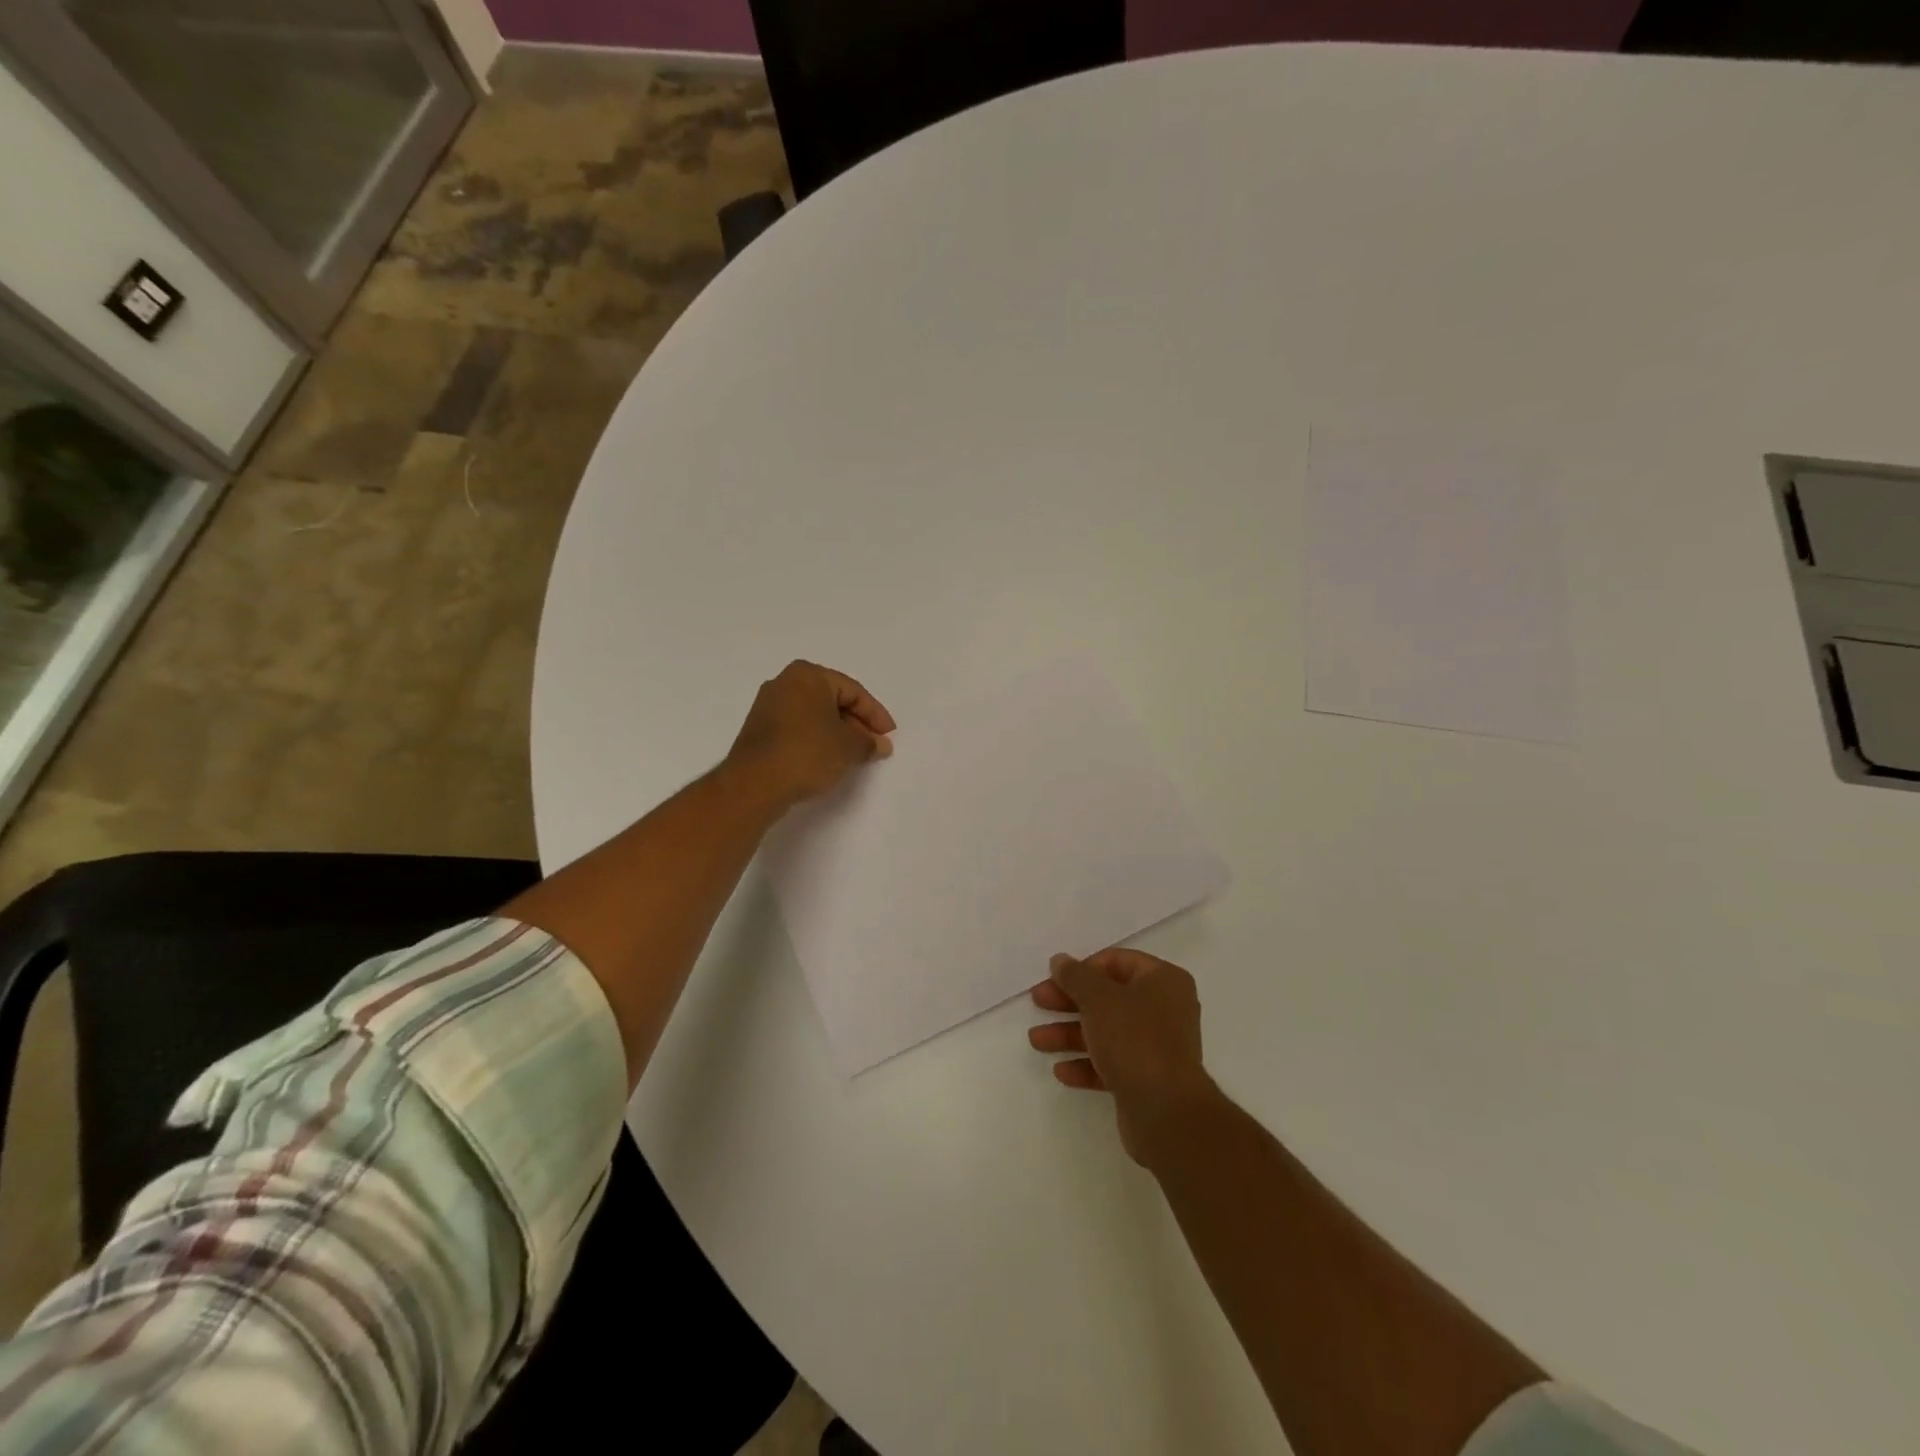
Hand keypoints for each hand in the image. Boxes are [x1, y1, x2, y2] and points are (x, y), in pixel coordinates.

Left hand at [725, 660, 895, 808]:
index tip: (889, 736)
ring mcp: (768, 706)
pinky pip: (798, 727)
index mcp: (808, 675)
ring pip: (814, 715)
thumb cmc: (807, 753)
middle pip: (833, 700)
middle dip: (856, 724)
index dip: (875, 715)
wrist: (755, 784)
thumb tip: (881, 745)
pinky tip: (827, 758)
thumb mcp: (849, 747)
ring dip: (837, 733)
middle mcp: (785, 683)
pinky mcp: (759, 729)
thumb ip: (869, 742)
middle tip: (873, 746)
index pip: (853, 691)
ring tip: (854, 755)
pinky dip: (816, 739)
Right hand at [1029, 948, 1218, 1167]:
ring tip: (1037, 1041)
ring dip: (1070, 1034)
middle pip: (1108, 997)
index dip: (1083, 968)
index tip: (1055, 979)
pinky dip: (1086, 1064)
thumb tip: (1060, 960)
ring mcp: (1157, 1046)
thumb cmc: (1134, 1039)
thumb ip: (1075, 976)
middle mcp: (1165, 1009)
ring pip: (1106, 1032)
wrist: (1166, 1111)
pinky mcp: (1148, 1079)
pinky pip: (1112, 1063)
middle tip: (1038, 1002)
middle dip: (1069, 1002)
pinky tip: (1061, 1071)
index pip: (1117, 962)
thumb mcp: (1098, 999)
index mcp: (1164, 980)